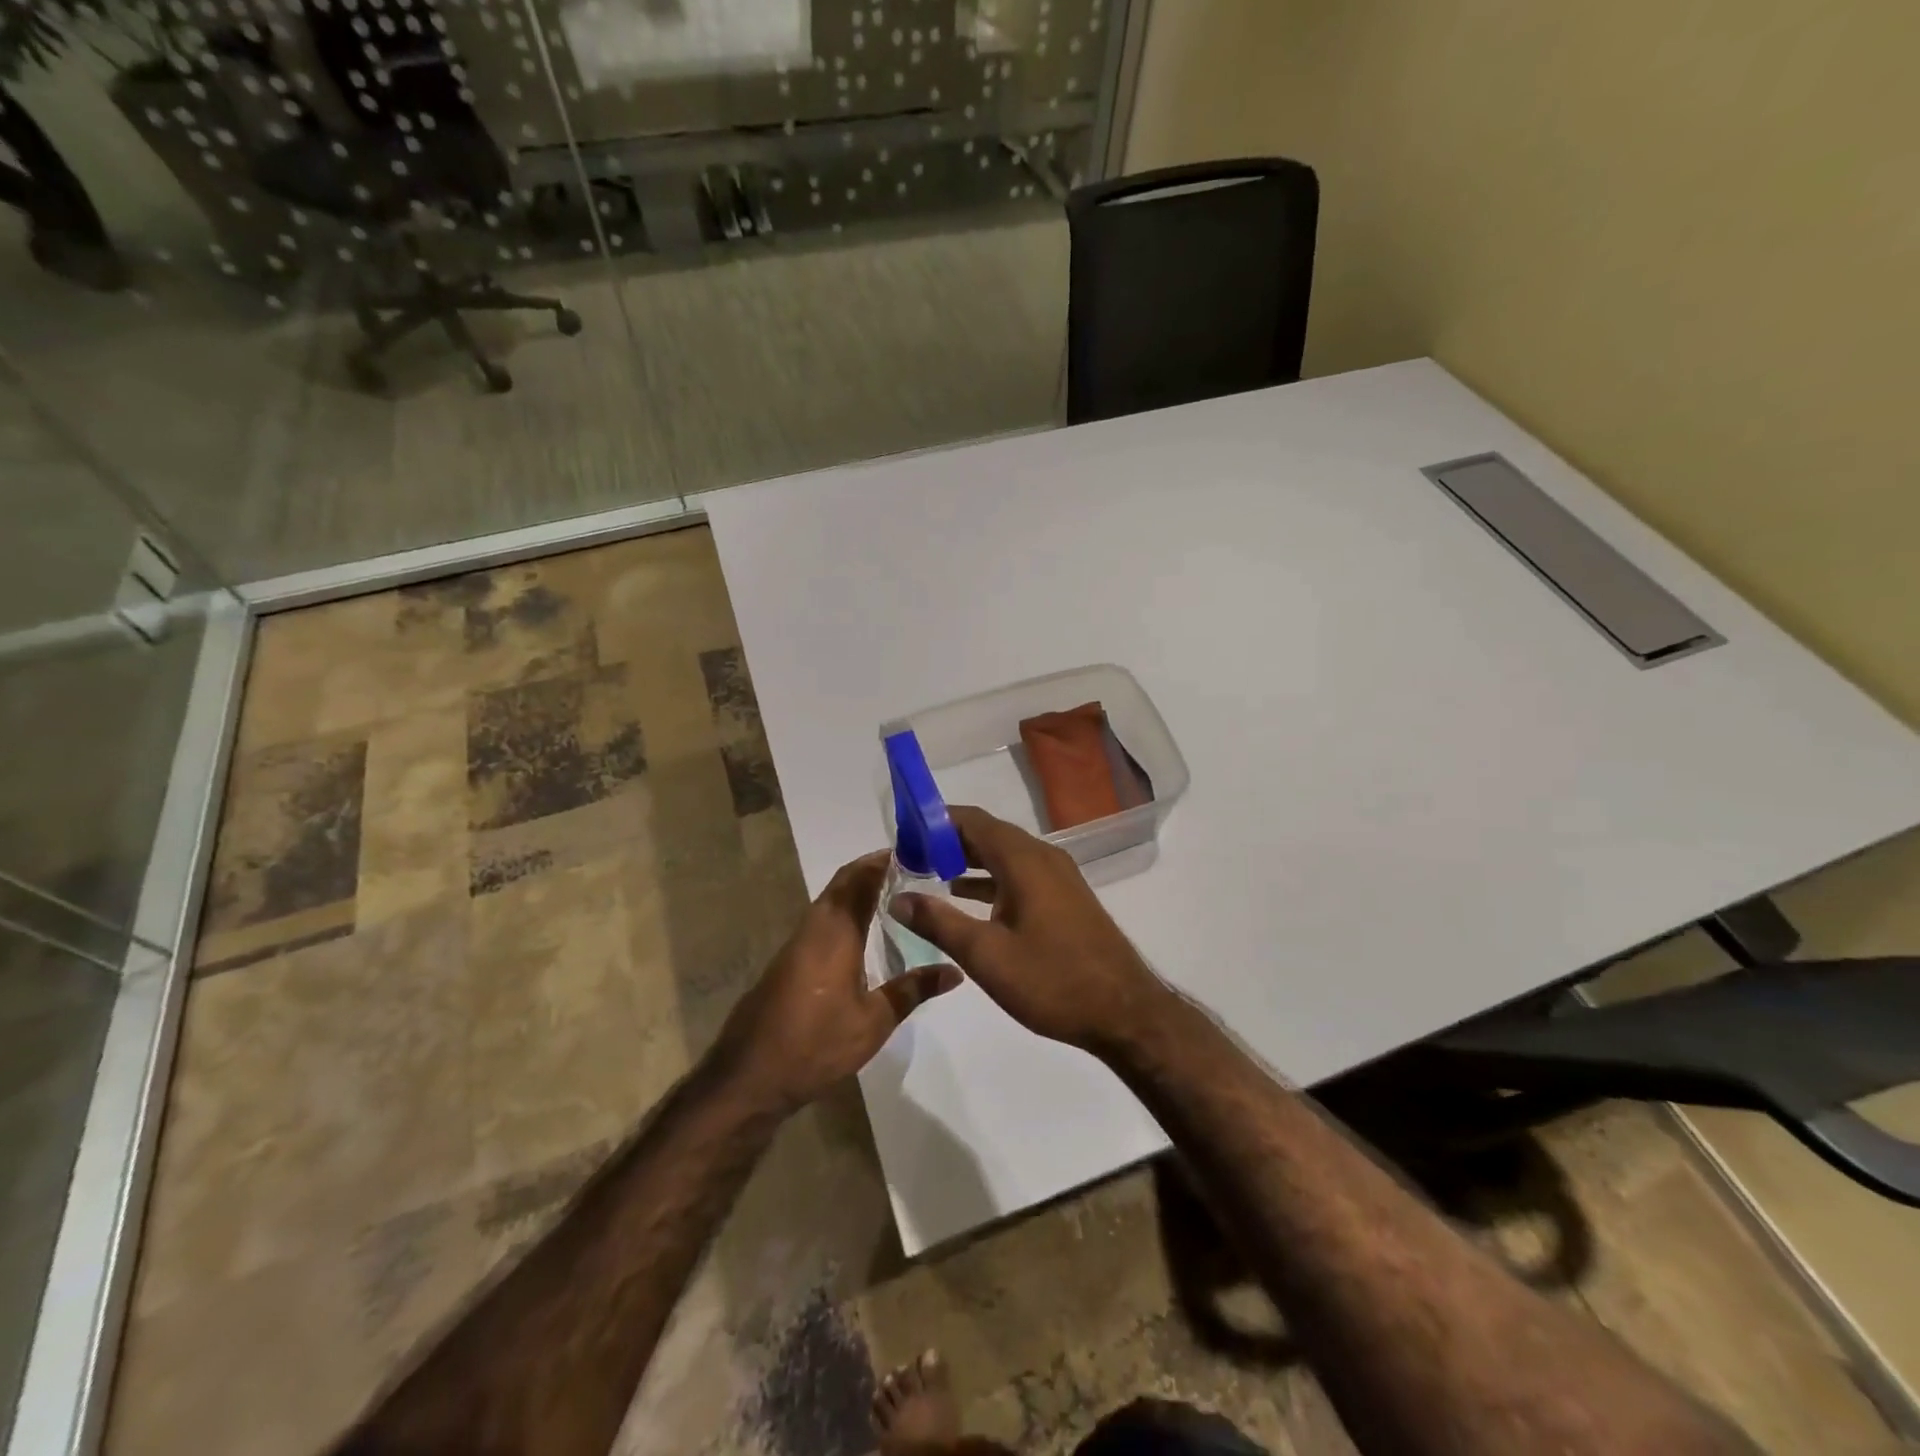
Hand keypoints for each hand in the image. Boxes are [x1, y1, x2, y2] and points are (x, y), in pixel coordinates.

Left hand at [716, 851, 958, 1114]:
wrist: (750, 1076)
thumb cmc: (816, 1044)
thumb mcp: (874, 1022)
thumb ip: (913, 990)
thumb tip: (955, 970)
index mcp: (836, 932)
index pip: (860, 879)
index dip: (883, 860)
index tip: (915, 851)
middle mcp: (814, 928)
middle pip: (843, 883)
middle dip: (873, 870)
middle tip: (912, 869)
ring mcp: (797, 944)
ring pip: (830, 901)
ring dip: (858, 890)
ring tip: (896, 895)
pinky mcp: (789, 961)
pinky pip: (822, 921)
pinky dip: (846, 912)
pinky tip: (865, 932)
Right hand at [894, 806, 1170, 1052]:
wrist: (1125, 1012)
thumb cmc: (1052, 980)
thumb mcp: (986, 955)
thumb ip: (938, 922)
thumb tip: (896, 898)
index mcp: (1023, 860)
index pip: (971, 820)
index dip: (934, 820)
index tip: (901, 834)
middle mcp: (1042, 857)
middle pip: (987, 834)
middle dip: (946, 840)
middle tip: (907, 856)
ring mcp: (1058, 877)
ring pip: (1004, 854)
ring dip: (967, 859)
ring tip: (927, 872)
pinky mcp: (1064, 897)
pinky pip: (1019, 873)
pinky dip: (990, 878)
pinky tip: (966, 896)